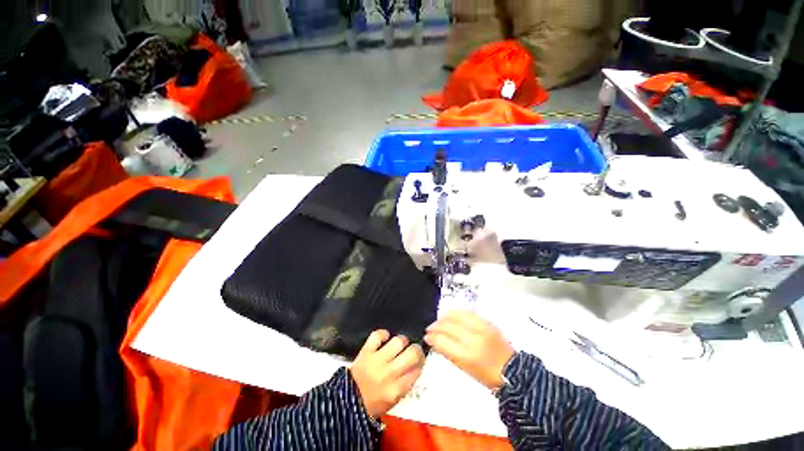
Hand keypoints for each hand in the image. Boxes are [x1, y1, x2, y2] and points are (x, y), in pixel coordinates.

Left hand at [350, 330, 424, 418]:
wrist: (347, 401)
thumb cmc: (373, 402)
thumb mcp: (394, 400)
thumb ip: (406, 384)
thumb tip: (416, 366)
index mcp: (397, 389)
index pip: (417, 369)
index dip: (421, 362)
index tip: (419, 360)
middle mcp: (390, 373)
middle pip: (412, 353)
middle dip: (416, 349)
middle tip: (413, 349)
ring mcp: (377, 360)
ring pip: (398, 341)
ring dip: (402, 340)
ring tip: (400, 343)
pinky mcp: (366, 351)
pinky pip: (378, 335)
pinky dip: (383, 334)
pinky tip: (385, 338)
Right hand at [424, 310, 514, 389]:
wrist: (513, 371)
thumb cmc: (487, 375)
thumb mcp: (465, 369)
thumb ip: (448, 353)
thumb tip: (433, 341)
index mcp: (468, 356)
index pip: (444, 341)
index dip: (432, 337)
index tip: (426, 337)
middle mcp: (474, 339)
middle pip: (449, 326)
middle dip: (436, 326)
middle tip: (430, 328)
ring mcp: (482, 328)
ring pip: (457, 315)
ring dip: (444, 317)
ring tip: (439, 321)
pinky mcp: (487, 322)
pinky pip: (468, 312)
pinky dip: (456, 313)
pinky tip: (451, 315)